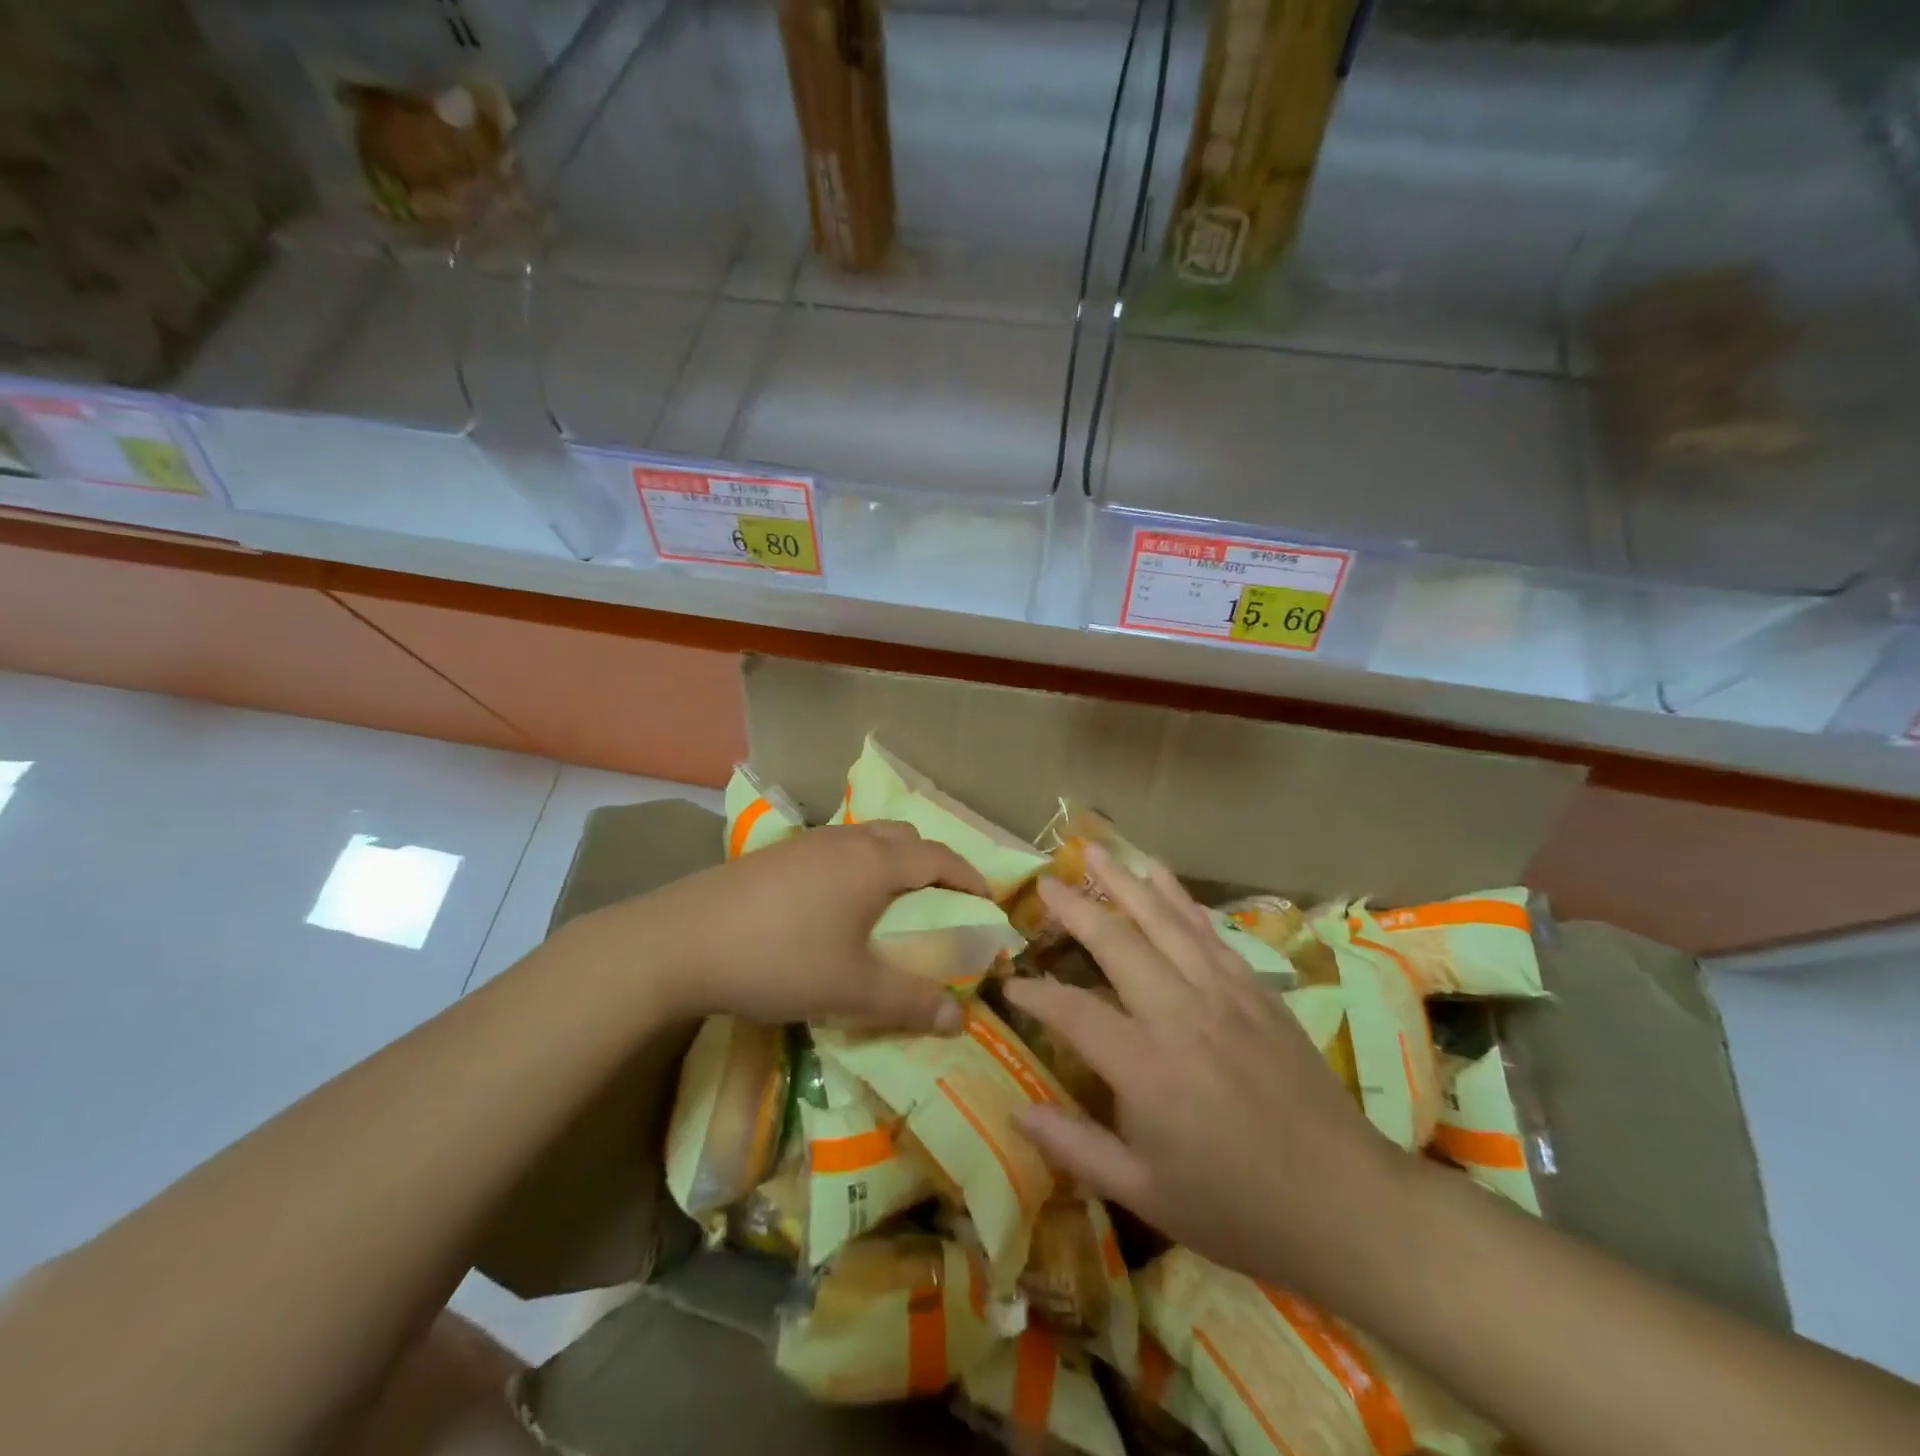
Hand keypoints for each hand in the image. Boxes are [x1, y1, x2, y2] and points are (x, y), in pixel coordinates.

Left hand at [567, 821, 989, 1032]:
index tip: (987, 902)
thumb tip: (959, 1020)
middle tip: (941, 901)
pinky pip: (835, 850)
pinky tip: (835, 906)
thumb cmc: (779, 959)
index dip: (969, 876)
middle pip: (905, 836)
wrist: (679, 942)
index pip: (939, 857)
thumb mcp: (852, 989)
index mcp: (874, 863)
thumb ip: (910, 1002)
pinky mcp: (775, 856)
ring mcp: (806, 843)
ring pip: (866, 839)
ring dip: (891, 862)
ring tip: (891, 903)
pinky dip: (856, 867)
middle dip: (932, 863)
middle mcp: (845, 841)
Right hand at [1003, 845, 1411, 1296]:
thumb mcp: (1146, 1194)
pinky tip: (1162, 877)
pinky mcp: (1257, 991)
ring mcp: (1224, 995)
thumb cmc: (1238, 1207)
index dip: (1037, 994)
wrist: (1346, 1203)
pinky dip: (1181, 900)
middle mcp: (1180, 1015)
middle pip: (1118, 943)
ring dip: (1127, 883)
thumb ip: (1075, 1147)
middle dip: (1077, 909)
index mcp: (1146, 1067)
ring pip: (1165, 922)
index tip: (1012, 983)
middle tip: (1047, 883)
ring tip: (1096, 851)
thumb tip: (1016, 1110)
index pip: (1073, 1012)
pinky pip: (1210, 933)